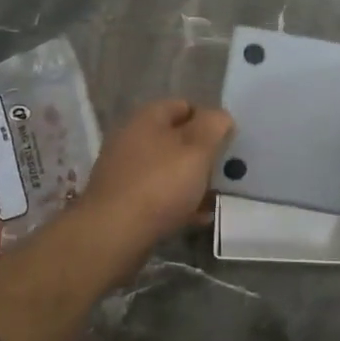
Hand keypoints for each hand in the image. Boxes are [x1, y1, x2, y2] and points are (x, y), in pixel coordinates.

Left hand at [76, 99, 234, 252]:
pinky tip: (197, 218)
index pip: (185, 106)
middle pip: (176, 139)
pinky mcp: (122, 201)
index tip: (227, 142)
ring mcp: (124, 171)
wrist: (112, 234)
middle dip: (201, 154)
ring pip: (168, 169)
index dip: (208, 121)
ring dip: (191, 181)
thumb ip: (214, 127)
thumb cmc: (160, 184)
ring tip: (215, 198)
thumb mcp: (197, 150)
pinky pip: (158, 195)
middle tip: (224, 171)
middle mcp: (132, 138)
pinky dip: (178, 203)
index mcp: (148, 118)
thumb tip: (220, 117)